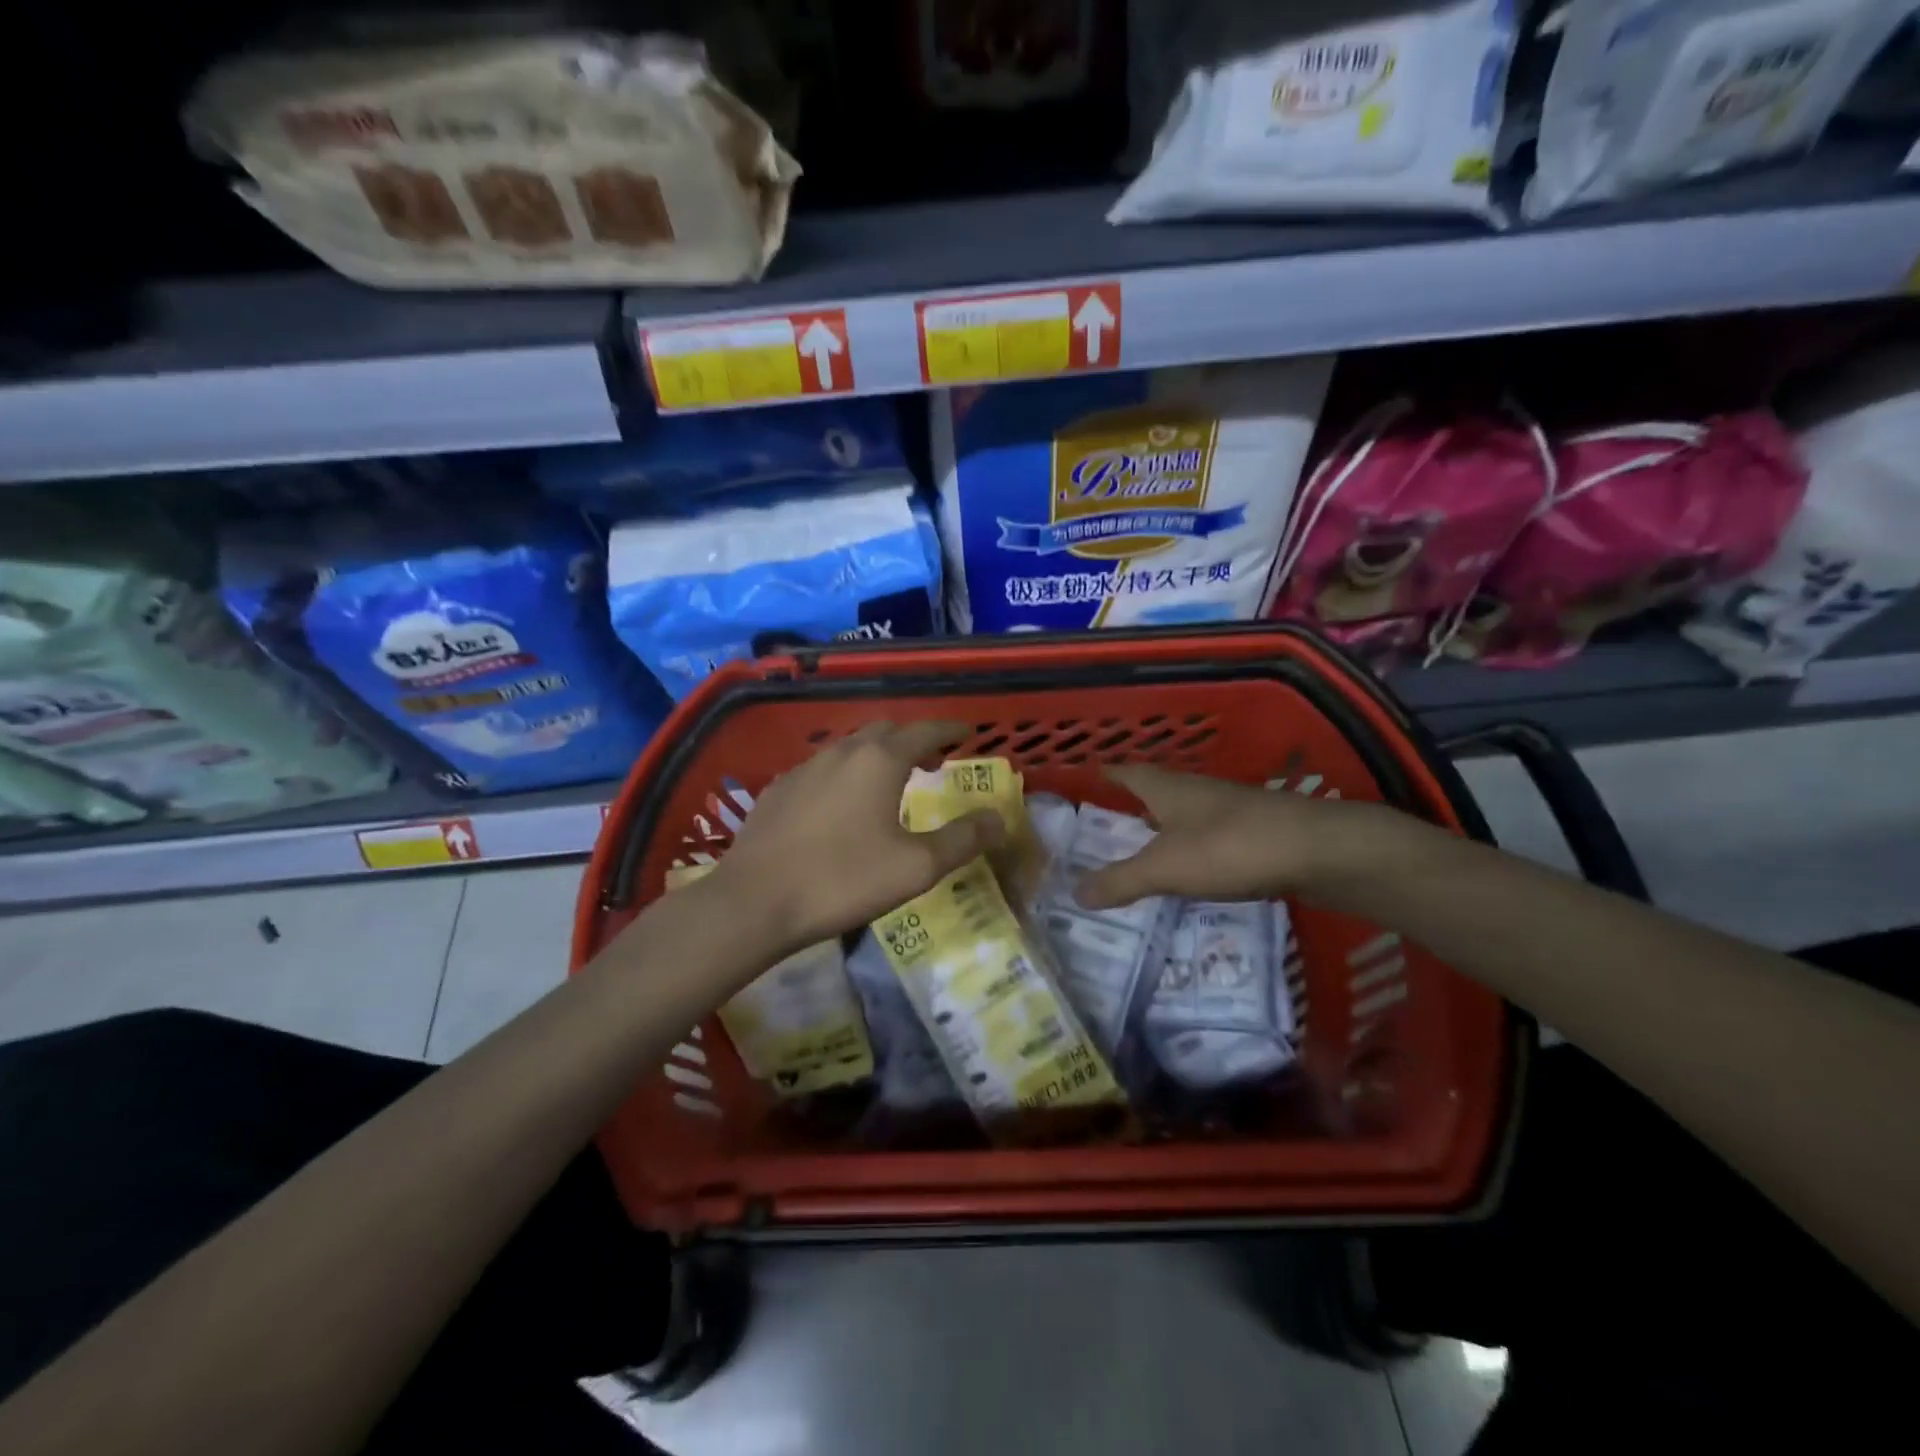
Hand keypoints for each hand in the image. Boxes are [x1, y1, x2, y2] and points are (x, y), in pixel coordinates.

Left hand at [711, 720, 1004, 953]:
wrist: (753, 902)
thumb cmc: (842, 880)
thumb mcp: (916, 867)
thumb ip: (962, 840)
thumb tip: (998, 819)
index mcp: (879, 761)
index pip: (924, 730)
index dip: (949, 730)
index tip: (967, 733)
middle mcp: (841, 752)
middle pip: (885, 731)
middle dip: (914, 738)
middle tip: (933, 758)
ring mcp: (804, 768)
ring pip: (850, 747)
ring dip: (877, 755)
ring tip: (891, 779)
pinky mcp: (778, 790)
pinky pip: (822, 769)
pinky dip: (845, 774)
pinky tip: (841, 803)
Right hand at [1073, 765, 1418, 910]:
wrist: (1314, 849)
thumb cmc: (1228, 847)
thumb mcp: (1165, 868)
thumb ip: (1120, 881)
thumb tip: (1074, 893)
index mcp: (1168, 790)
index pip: (1129, 773)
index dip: (1109, 774)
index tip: (1091, 774)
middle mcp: (1197, 791)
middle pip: (1158, 790)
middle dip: (1135, 802)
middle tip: (1110, 820)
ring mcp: (1229, 809)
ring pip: (1187, 812)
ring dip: (1166, 825)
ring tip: (1146, 846)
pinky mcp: (1256, 830)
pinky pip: (1211, 834)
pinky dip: (1194, 846)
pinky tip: (1194, 866)